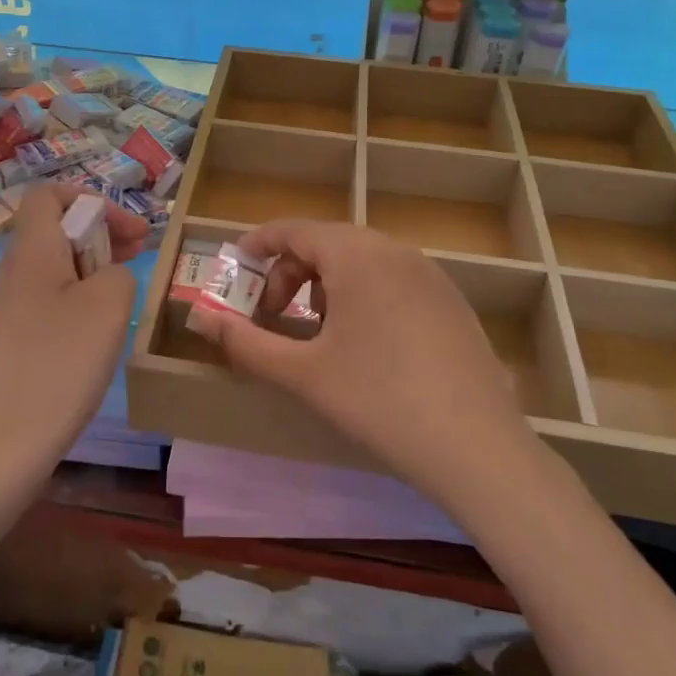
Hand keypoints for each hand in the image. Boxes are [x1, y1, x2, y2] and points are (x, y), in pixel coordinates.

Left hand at [0, 183, 142, 446]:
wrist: (14, 430)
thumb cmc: (64, 356)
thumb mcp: (110, 300)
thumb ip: (119, 269)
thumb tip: (109, 275)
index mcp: (34, 247)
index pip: (49, 194)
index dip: (90, 199)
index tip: (126, 229)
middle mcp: (19, 266)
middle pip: (57, 225)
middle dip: (101, 230)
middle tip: (139, 250)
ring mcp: (17, 300)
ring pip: (59, 259)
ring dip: (96, 260)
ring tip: (129, 279)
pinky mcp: (22, 330)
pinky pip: (55, 291)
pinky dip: (83, 290)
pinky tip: (106, 316)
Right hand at [212, 221, 544, 504]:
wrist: (475, 445)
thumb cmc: (377, 400)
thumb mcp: (302, 373)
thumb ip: (246, 342)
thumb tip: (200, 319)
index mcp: (356, 255)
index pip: (295, 230)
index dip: (260, 243)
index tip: (236, 263)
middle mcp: (395, 250)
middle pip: (329, 242)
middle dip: (291, 270)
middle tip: (271, 312)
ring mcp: (430, 274)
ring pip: (363, 260)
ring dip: (327, 283)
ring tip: (317, 330)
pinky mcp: (451, 301)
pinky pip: (393, 279)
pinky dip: (363, 294)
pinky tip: (366, 343)